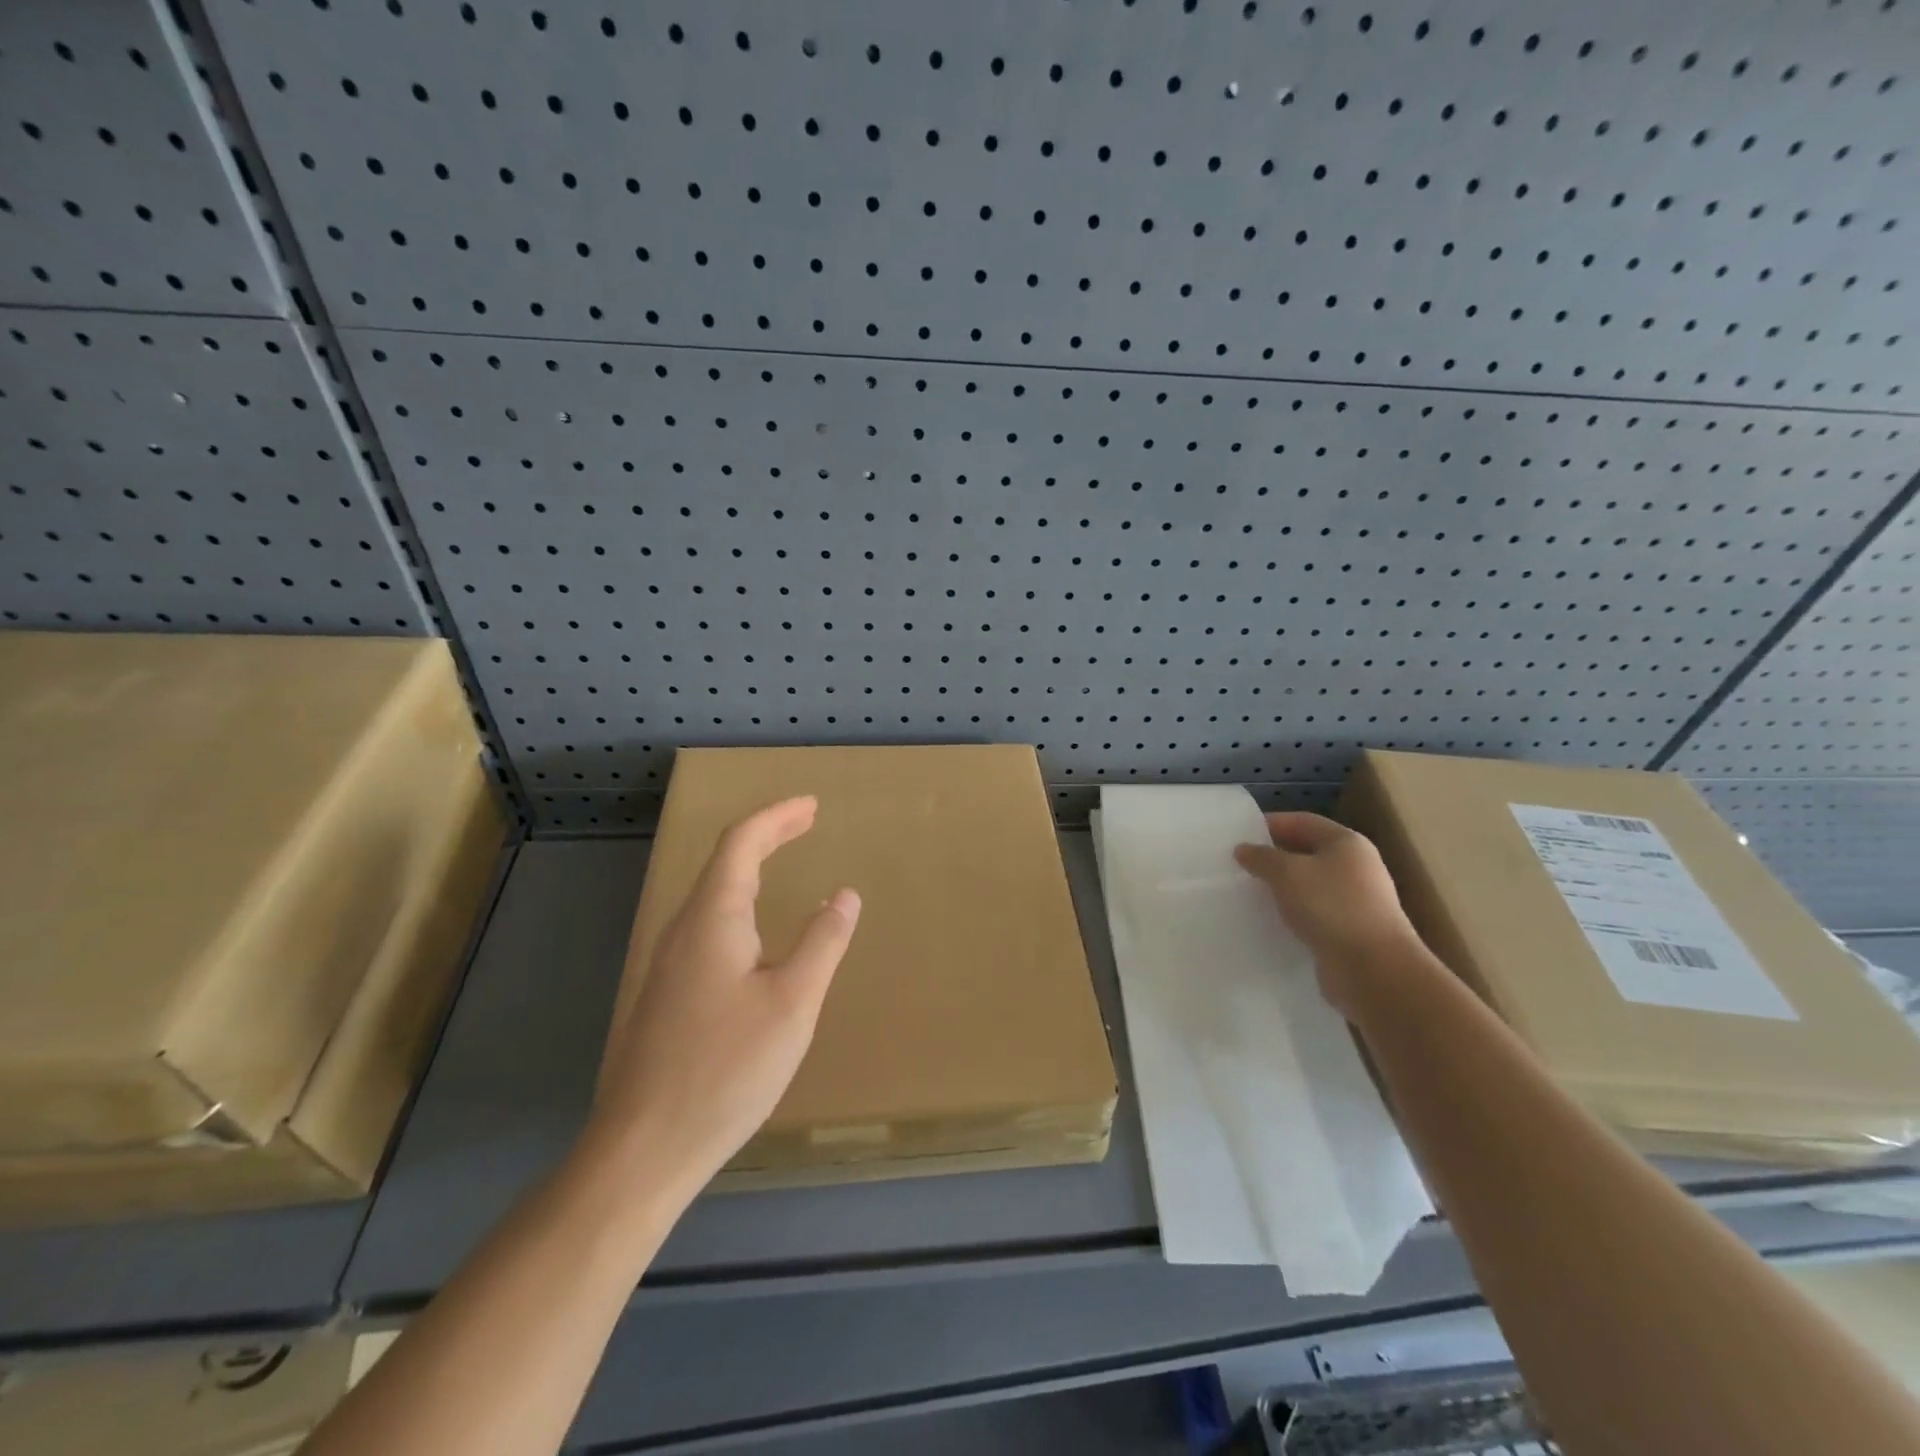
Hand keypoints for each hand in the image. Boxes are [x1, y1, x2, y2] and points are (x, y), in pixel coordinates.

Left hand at [589, 796, 859, 1201]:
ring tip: (783, 861)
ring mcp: (668, 963)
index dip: (777, 817)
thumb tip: (844, 895)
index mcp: (713, 919)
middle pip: (724, 862)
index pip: (742, 843)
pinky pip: (707, 924)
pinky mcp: (666, 995)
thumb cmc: (726, 1069)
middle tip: (806, 821)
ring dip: (751, 867)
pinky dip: (739, 902)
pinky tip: (754, 932)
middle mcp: (684, 930)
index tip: (812, 805)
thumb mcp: (793, 1003)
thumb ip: (822, 942)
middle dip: (767, 835)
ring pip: (712, 894)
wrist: (643, 1148)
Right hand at [1234, 811, 1419, 1014]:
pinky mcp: (1351, 930)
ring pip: (1311, 884)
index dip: (1272, 823)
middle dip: (1275, 856)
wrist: (1373, 969)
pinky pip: (1315, 912)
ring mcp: (1358, 900)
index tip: (1240, 833)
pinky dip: (1294, 912)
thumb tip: (1244, 849)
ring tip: (1250, 891)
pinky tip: (1272, 919)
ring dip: (1283, 886)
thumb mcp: (1287, 873)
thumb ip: (1262, 857)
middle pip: (1308, 851)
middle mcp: (1357, 867)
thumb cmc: (1330, 907)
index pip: (1304, 821)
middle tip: (1241, 863)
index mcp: (1347, 843)